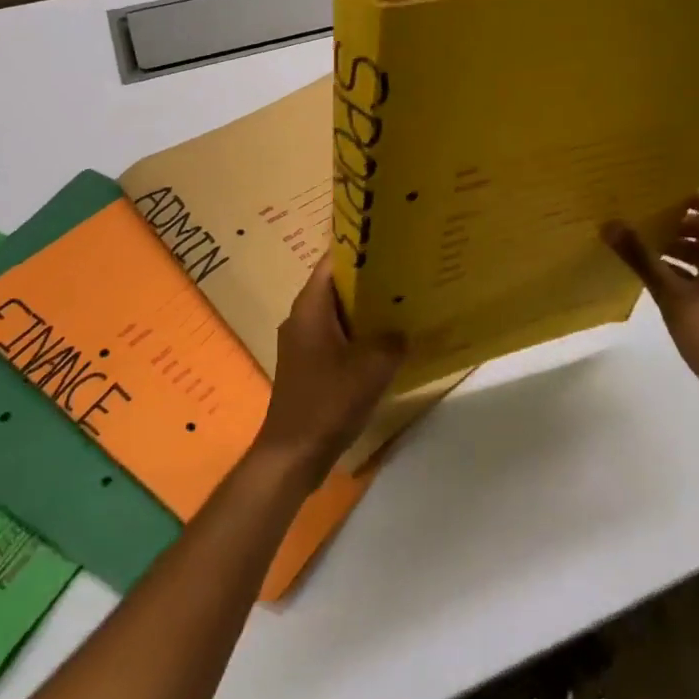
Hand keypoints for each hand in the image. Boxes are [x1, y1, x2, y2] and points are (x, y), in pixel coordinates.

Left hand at [252, 255, 404, 484]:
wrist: (293, 455)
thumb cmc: (327, 402)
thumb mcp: (371, 367)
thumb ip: (393, 340)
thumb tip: (404, 329)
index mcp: (310, 307)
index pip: (332, 261)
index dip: (359, 249)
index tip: (390, 243)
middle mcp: (303, 318)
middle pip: (338, 286)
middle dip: (369, 279)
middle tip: (405, 272)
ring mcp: (304, 344)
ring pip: (339, 314)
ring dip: (367, 310)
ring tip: (403, 303)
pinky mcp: (310, 367)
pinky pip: (338, 338)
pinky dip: (360, 335)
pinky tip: (388, 343)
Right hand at [603, 191, 698, 423]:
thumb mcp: (672, 294)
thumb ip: (641, 258)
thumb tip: (610, 224)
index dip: (684, 195)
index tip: (651, 194)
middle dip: (673, 220)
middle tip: (636, 217)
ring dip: (674, 246)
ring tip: (638, 244)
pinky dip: (680, 269)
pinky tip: (652, 276)